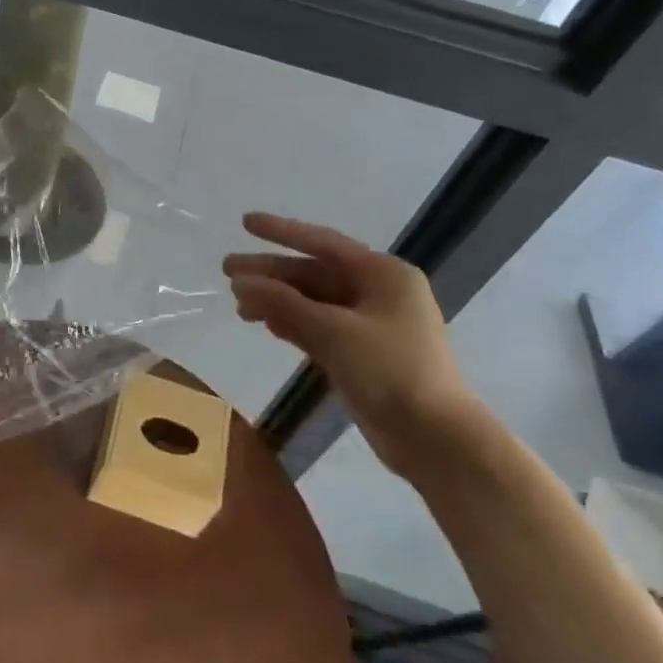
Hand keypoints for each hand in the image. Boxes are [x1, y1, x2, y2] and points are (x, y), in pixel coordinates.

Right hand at [225, 212, 488, 479]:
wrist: (435, 439)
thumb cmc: (390, 371)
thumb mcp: (333, 331)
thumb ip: (283, 303)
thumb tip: (241, 282)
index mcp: (383, 274)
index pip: (323, 243)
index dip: (281, 232)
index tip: (245, 223)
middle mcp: (378, 292)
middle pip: (313, 274)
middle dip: (271, 273)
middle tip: (227, 270)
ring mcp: (370, 325)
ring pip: (313, 302)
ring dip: (277, 301)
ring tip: (238, 306)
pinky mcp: (362, 354)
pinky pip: (319, 327)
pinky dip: (292, 324)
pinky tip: (266, 325)